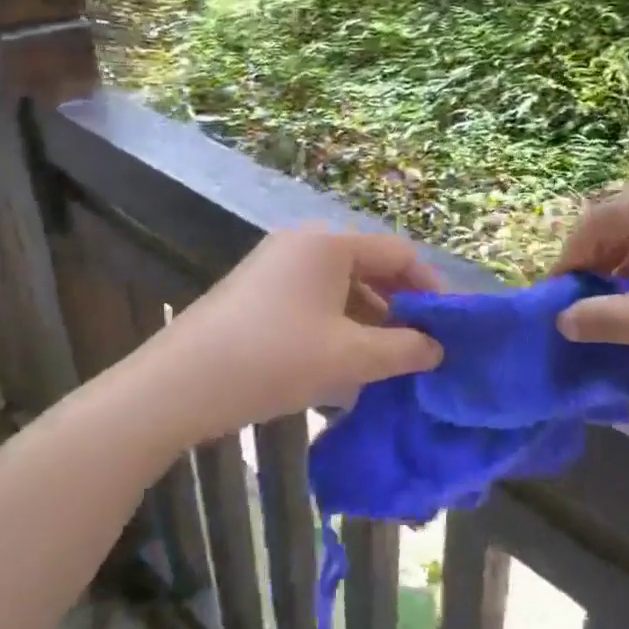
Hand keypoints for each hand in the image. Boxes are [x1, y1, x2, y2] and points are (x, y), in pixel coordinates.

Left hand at [154, 228, 443, 436]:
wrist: (180, 385)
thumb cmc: (275, 358)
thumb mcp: (350, 356)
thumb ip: (404, 349)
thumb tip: (437, 348)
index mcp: (330, 244)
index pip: (400, 254)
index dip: (431, 289)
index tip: (449, 328)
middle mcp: (304, 244)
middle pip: (371, 269)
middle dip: (400, 310)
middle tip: (421, 349)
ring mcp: (276, 268)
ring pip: (342, 290)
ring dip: (370, 325)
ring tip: (386, 367)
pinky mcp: (257, 294)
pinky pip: (314, 304)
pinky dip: (338, 330)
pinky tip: (344, 370)